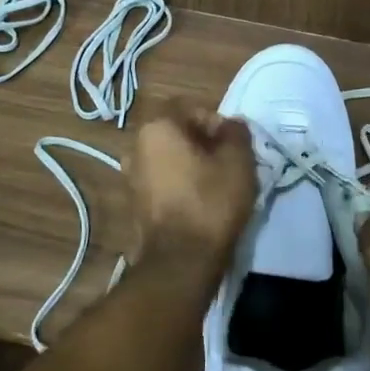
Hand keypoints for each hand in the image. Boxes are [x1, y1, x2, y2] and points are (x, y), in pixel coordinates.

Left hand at [125, 102, 256, 268]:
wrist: (180, 263)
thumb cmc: (210, 202)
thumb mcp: (238, 161)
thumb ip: (236, 133)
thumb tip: (231, 125)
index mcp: (156, 128)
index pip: (190, 107)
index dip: (216, 122)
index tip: (233, 144)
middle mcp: (136, 147)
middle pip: (177, 133)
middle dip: (204, 143)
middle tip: (229, 162)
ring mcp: (130, 178)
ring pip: (169, 158)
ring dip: (192, 165)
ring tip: (217, 184)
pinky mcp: (134, 205)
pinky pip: (163, 182)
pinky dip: (181, 185)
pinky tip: (201, 203)